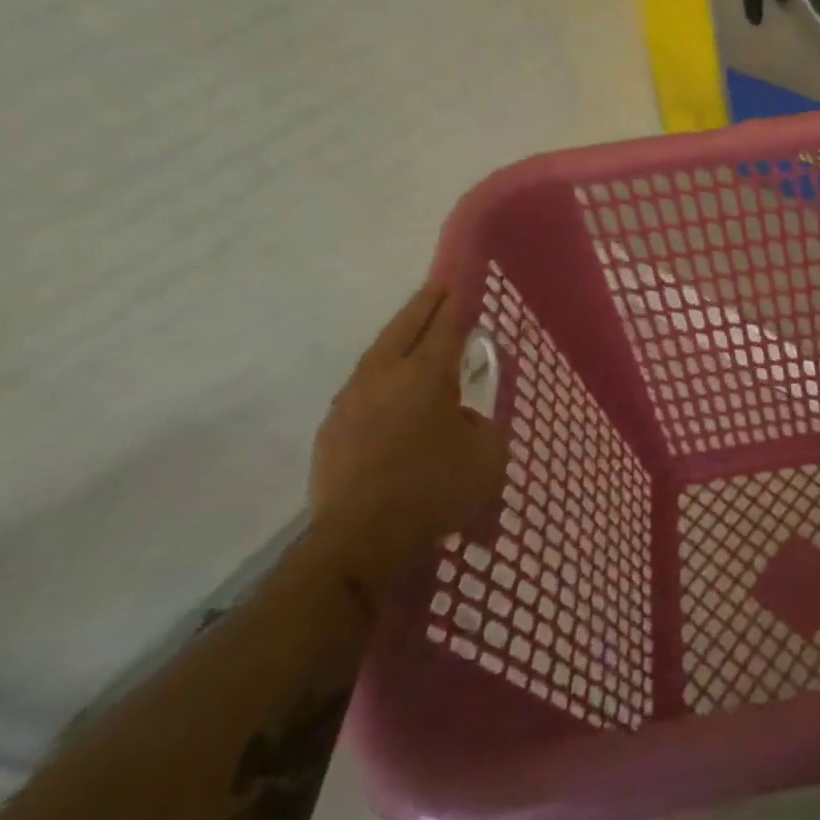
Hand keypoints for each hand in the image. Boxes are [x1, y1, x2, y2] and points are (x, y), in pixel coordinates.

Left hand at [309, 286, 507, 596]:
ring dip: (399, 336)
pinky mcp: (333, 428)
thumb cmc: (435, 490)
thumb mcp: (487, 454)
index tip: (463, 277)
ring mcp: (353, 400)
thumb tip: (465, 416)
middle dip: (426, 304)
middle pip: (406, 326)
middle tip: (440, 287)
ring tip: (414, 329)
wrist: (360, 543)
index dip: (459, 298)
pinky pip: (363, 384)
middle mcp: (385, 374)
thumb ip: (482, 423)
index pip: (447, 322)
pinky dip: (381, 372)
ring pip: (378, 352)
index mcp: (427, 373)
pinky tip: (388, 384)